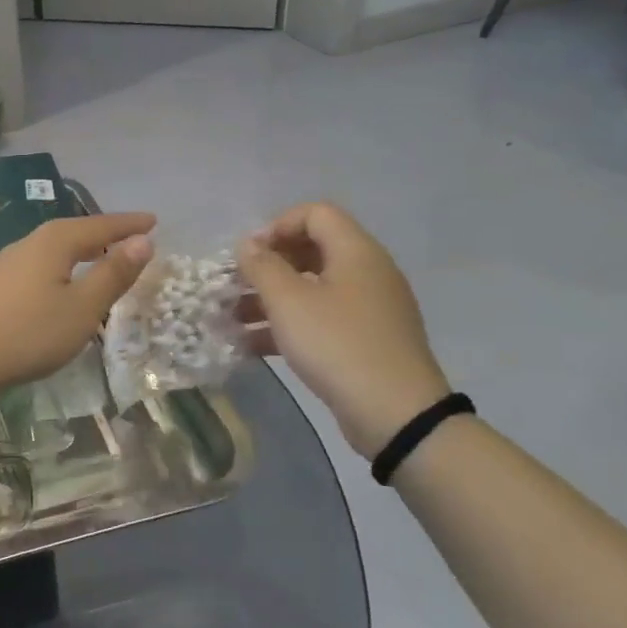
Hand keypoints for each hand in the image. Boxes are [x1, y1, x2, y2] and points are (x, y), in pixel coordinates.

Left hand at [0, 213, 154, 402]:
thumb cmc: (27, 333)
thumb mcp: (82, 308)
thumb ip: (112, 274)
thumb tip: (143, 240)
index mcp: (53, 242)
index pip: (99, 225)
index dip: (128, 224)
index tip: (153, 221)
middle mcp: (27, 244)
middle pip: (72, 231)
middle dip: (102, 233)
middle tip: (128, 237)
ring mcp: (4, 264)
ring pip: (51, 248)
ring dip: (78, 250)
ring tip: (97, 256)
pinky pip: (36, 265)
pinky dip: (58, 266)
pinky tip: (55, 283)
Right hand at [237, 203, 450, 459]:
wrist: (395, 413)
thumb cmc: (337, 344)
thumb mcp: (289, 302)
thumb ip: (262, 266)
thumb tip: (247, 245)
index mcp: (356, 252)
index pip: (315, 214)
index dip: (277, 226)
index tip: (248, 256)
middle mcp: (366, 272)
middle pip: (311, 250)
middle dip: (267, 266)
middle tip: (235, 285)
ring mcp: (368, 308)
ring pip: (311, 289)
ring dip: (270, 299)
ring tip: (231, 319)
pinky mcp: (364, 340)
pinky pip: (320, 320)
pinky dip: (287, 326)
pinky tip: (250, 346)